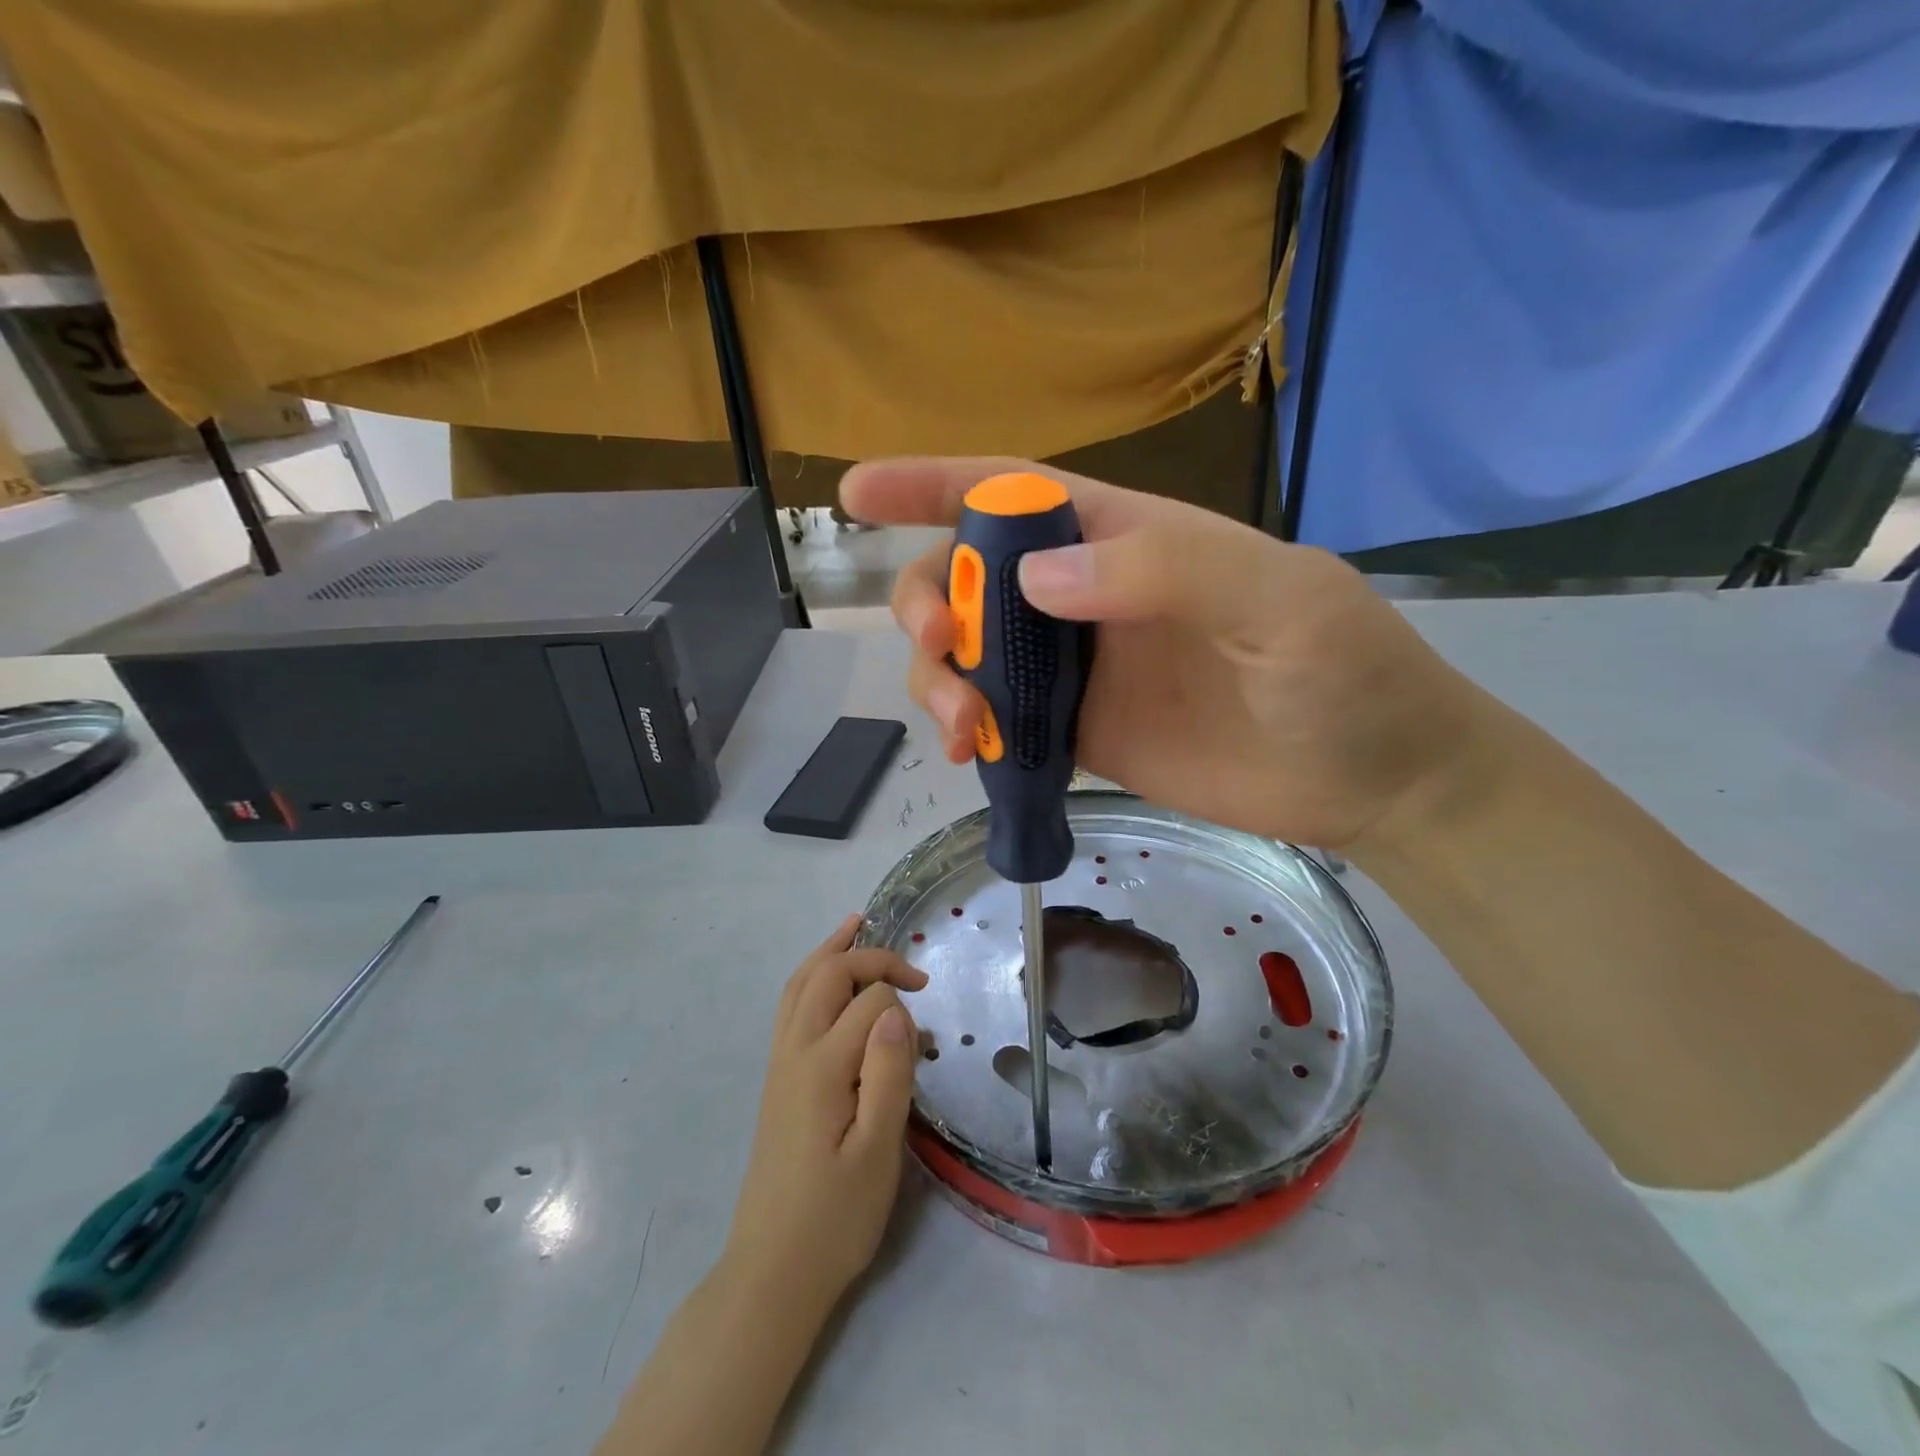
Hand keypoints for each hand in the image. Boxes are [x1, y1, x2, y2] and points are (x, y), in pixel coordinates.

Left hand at [724, 915, 925, 1316]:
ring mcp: (779, 1062)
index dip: (903, 1002)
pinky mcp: (777, 1078)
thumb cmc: (835, 1217)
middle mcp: (794, 1051)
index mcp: (822, 1067)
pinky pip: (790, 1006)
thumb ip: (889, 1074)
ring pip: (800, 984)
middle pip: (828, 976)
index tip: (928, 1030)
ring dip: (830, 951)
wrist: (772, 1270)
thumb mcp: (878, 1154)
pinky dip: (811, 976)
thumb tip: (898, 1010)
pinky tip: (826, 977)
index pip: (870, 1003)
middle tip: (914, 974)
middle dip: (871, 959)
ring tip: (856, 924)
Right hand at [841, 457, 1488, 850]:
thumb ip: (1164, 571)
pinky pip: (1000, 721)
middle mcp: (1089, 598)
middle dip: (930, 605)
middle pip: (970, 580)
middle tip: (939, 650)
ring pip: (973, 655)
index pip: (1014, 495)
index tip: (858, 492)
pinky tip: (969, 753)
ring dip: (941, 680)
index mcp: (1128, 539)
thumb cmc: (1344, 672)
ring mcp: (1079, 670)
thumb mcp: (1277, 599)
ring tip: (959, 729)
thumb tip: (1034, 580)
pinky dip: (969, 731)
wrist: (1369, 778)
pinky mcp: (1079, 735)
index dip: (933, 485)